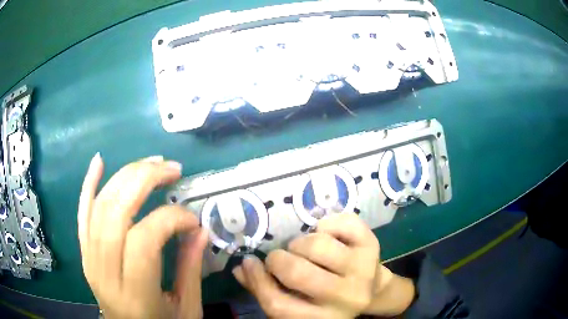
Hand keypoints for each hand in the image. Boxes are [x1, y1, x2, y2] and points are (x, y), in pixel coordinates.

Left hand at [78, 154, 207, 318]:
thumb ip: (191, 270)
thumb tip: (199, 230)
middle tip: (172, 169)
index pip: (144, 240)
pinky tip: (99, 160)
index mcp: (134, 294)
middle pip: (115, 213)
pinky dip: (89, 184)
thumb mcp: (186, 309)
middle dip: (144, 180)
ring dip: (125, 176)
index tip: (193, 220)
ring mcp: (89, 259)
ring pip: (99, 206)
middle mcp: (105, 272)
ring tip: (151, 163)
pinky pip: (82, 213)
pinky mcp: (84, 252)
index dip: (170, 219)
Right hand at [233, 213, 414, 317]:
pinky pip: (342, 224)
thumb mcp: (300, 304)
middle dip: (278, 260)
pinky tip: (324, 234)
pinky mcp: (372, 246)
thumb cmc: (329, 299)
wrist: (373, 291)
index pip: (278, 305)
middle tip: (279, 257)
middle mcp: (344, 298)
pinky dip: (326, 223)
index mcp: (321, 318)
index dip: (257, 281)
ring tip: (303, 248)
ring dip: (301, 242)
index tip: (249, 263)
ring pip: (317, 246)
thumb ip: (267, 289)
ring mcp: (362, 270)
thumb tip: (241, 269)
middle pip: (297, 273)